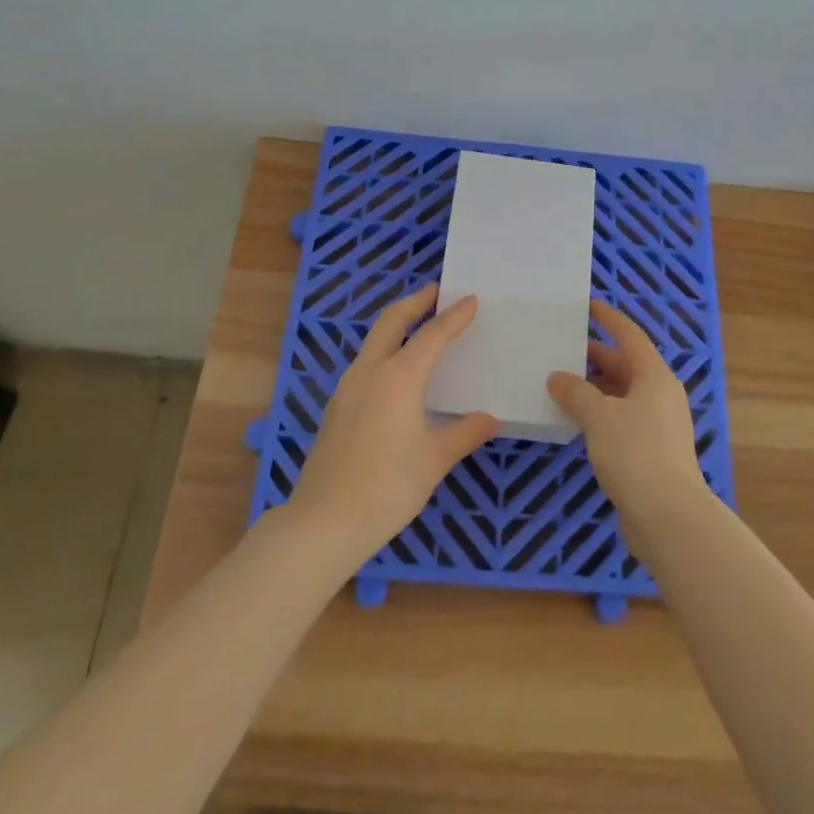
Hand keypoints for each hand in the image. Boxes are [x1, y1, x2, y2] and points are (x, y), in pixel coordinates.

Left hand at [286, 284, 498, 565]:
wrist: (324, 521)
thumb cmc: (387, 487)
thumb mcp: (434, 460)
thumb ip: (464, 433)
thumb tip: (490, 419)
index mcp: (399, 377)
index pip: (432, 335)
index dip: (453, 316)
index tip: (470, 299)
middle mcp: (370, 371)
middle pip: (392, 321)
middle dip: (415, 302)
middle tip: (436, 292)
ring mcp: (348, 387)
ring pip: (374, 341)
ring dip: (397, 325)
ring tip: (420, 327)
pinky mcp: (337, 406)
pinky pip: (366, 364)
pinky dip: (385, 351)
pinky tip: (397, 374)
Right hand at [547, 299, 709, 546]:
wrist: (668, 516)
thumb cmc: (635, 453)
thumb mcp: (598, 416)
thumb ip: (575, 392)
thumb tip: (558, 378)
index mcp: (655, 376)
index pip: (630, 336)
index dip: (609, 319)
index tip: (588, 306)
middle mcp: (661, 395)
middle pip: (626, 365)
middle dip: (595, 357)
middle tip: (562, 350)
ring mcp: (659, 425)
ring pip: (623, 394)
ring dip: (595, 388)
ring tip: (561, 385)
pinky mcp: (653, 451)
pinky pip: (623, 419)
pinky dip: (601, 413)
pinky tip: (577, 421)